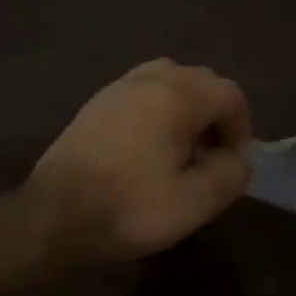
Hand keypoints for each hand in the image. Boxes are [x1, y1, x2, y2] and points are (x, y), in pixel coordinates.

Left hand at [27, 59, 252, 262]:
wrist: (53, 215)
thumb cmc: (129, 208)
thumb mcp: (194, 202)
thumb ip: (231, 173)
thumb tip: (237, 157)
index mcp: (177, 96)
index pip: (230, 94)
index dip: (241, 127)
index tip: (231, 163)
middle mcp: (149, 80)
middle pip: (201, 80)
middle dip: (216, 115)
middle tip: (209, 157)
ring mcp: (118, 88)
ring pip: (170, 80)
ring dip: (186, 107)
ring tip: (181, 147)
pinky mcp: (97, 103)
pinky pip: (142, 90)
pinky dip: (158, 108)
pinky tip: (147, 146)